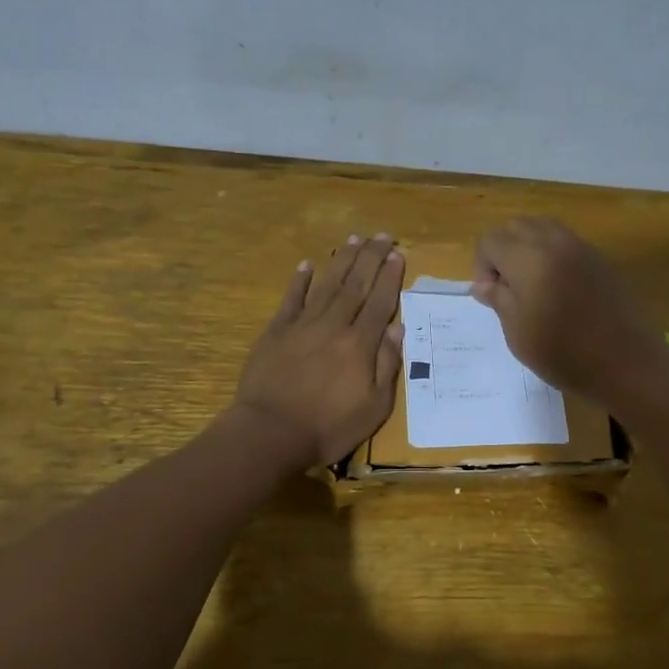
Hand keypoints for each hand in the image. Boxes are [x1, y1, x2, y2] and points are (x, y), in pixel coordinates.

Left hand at [234, 233, 404, 467]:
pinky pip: (291, 299)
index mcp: (360, 344)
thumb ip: (387, 365)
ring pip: (327, 284)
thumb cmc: (329, 427)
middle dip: (371, 258)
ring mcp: (302, 325)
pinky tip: (307, 264)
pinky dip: (300, 280)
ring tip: (354, 239)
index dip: (390, 277)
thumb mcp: (374, 407)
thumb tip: (398, 329)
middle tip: (382, 235)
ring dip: (342, 260)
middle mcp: (333, 326)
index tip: (397, 254)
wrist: (271, 433)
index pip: (380, 302)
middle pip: (356, 285)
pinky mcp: (276, 332)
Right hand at [472, 217, 667, 405]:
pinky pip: (566, 242)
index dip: (482, 266)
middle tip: (508, 288)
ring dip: (528, 249)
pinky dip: (552, 254)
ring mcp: (581, 247)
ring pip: (543, 228)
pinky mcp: (600, 259)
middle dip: (503, 251)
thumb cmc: (562, 352)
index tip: (491, 296)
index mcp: (528, 257)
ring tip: (531, 286)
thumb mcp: (517, 330)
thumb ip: (498, 298)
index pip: (490, 240)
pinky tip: (557, 289)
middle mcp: (554, 241)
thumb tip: (484, 284)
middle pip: (516, 227)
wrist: (624, 363)